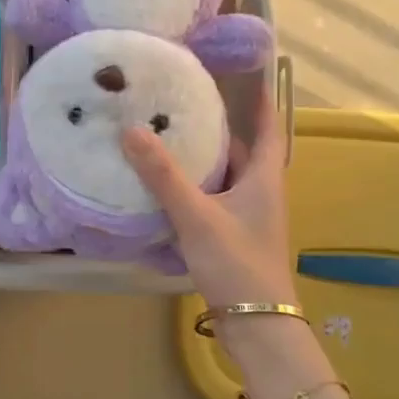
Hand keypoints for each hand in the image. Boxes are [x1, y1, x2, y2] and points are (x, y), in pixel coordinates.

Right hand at [120, 77, 298, 315]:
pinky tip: (163, 187)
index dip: (260, 100)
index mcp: (263, 179)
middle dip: (215, 128)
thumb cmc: (237, 263)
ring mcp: (247, 217)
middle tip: (182, 104)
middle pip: (240, 151)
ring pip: (223, 177)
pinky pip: (211, 200)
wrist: (257, 325)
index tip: (246, 73)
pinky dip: (192, 189)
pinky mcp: (232, 237)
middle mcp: (259, 193)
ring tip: (165, 138)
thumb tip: (131, 130)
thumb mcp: (197, 216)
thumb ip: (163, 176)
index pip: (268, 128)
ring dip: (200, 160)